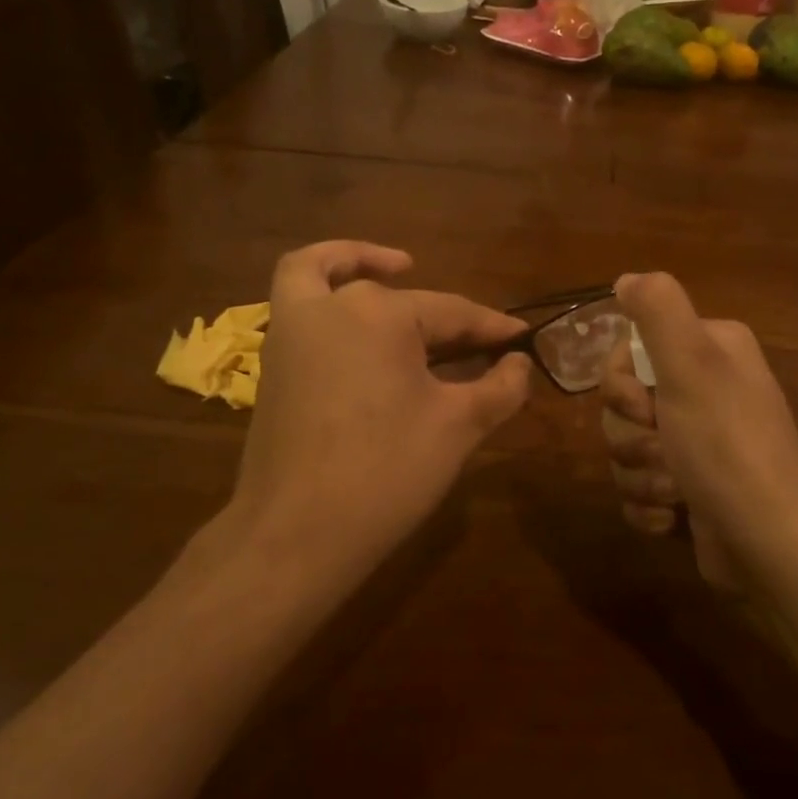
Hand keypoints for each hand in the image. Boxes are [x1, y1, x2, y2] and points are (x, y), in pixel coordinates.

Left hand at [217, 241, 531, 588]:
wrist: (296, 535)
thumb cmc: (386, 473)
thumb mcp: (458, 426)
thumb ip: (500, 387)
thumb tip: (520, 364)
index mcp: (381, 314)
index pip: (453, 313)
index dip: (493, 328)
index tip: (523, 338)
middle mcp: (332, 306)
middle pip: (401, 299)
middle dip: (447, 317)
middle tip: (480, 345)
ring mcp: (292, 331)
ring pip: (327, 276)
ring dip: (361, 263)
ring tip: (398, 269)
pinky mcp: (274, 362)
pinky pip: (295, 303)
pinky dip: (320, 287)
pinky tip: (351, 317)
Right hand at [601, 272, 797, 586]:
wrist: (767, 542)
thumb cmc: (726, 446)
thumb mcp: (692, 364)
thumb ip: (658, 309)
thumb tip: (627, 278)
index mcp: (710, 351)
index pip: (631, 350)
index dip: (621, 383)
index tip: (642, 405)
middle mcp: (705, 390)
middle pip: (624, 402)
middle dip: (631, 436)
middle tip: (663, 450)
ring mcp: (696, 443)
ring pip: (626, 447)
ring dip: (640, 474)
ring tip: (675, 491)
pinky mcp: (689, 488)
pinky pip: (638, 487)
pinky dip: (648, 505)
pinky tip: (674, 517)